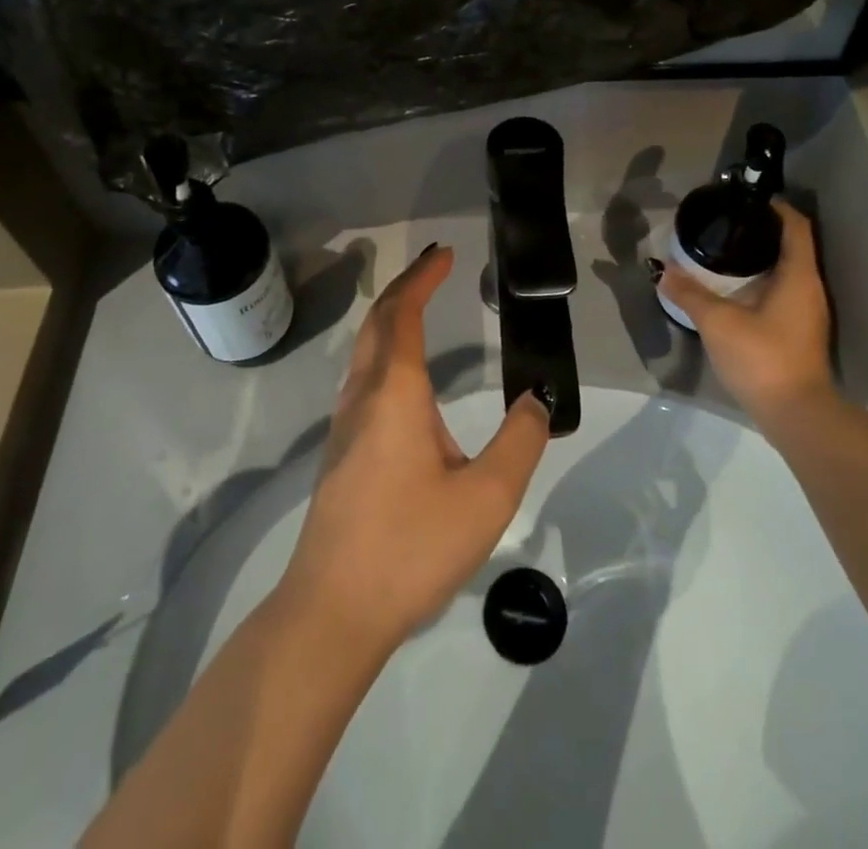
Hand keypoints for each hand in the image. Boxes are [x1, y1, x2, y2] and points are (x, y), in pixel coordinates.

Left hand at [280, 243, 550, 652]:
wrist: (332, 612)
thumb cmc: (410, 547)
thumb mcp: (486, 498)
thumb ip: (519, 442)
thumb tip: (536, 401)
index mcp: (395, 393)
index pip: (405, 314)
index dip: (423, 278)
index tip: (446, 255)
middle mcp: (363, 397)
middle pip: (378, 323)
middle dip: (404, 288)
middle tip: (434, 269)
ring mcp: (344, 425)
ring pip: (364, 350)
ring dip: (391, 318)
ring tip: (420, 308)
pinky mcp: (340, 453)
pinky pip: (362, 377)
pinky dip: (385, 350)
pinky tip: (404, 379)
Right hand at [661, 197, 833, 425]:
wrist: (797, 416)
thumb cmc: (762, 358)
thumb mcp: (718, 322)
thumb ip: (689, 293)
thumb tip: (663, 270)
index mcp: (798, 275)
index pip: (795, 226)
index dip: (775, 207)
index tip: (745, 199)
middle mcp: (809, 288)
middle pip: (791, 245)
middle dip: (761, 231)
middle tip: (725, 224)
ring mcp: (807, 313)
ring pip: (787, 271)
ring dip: (760, 258)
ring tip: (724, 252)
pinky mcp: (800, 333)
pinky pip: (783, 292)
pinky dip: (762, 282)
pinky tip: (734, 291)